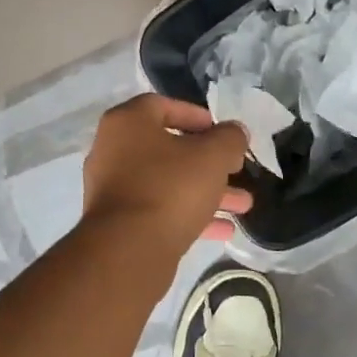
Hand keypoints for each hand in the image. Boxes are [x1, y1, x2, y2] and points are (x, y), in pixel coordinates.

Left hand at [83, 95, 253, 251]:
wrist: (129, 250)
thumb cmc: (171, 188)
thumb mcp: (213, 156)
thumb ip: (230, 138)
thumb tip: (234, 133)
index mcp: (127, 124)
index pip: (162, 106)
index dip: (197, 116)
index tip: (223, 133)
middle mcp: (113, 151)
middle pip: (169, 150)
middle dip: (210, 163)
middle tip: (238, 171)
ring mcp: (114, 189)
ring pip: (169, 183)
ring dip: (207, 192)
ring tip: (243, 206)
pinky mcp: (120, 223)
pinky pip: (160, 210)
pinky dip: (190, 215)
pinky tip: (224, 230)